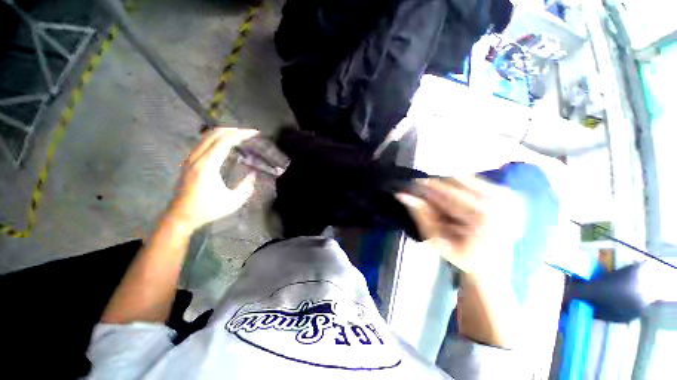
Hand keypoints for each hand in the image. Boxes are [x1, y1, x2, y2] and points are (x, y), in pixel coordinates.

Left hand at [166, 127, 258, 231]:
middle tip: (249, 133)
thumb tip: (253, 174)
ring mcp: (190, 158)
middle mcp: (197, 158)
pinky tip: (226, 144)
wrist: (181, 216)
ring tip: (240, 135)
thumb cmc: (207, 209)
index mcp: (207, 166)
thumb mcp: (233, 202)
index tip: (254, 133)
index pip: (224, 141)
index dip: (240, 134)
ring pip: (207, 136)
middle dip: (233, 130)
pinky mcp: (189, 161)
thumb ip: (246, 187)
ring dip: (225, 132)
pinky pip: (204, 142)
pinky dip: (217, 138)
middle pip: (214, 133)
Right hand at [397, 177, 522, 279]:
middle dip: (437, 185)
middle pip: (456, 179)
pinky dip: (462, 187)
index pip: (445, 191)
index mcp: (481, 216)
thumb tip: (402, 195)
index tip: (411, 184)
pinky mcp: (511, 195)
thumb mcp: (436, 240)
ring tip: (446, 203)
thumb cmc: (462, 256)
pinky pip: (478, 181)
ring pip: (466, 177)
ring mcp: (508, 197)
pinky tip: (460, 202)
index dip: (425, 186)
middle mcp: (499, 201)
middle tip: (427, 196)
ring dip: (449, 186)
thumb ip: (421, 214)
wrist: (493, 266)